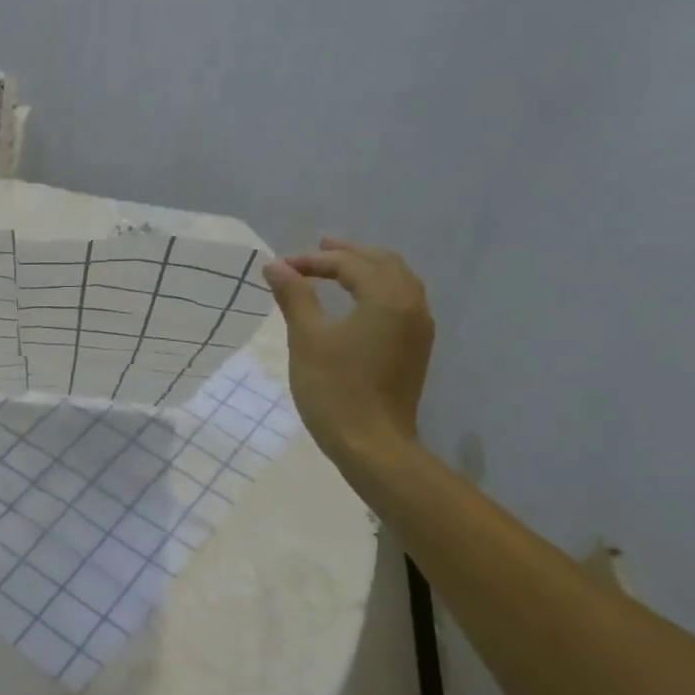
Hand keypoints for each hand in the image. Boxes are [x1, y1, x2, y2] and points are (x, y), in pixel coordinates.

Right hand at [263, 239, 434, 466]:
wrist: (372, 445)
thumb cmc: (335, 390)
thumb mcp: (307, 339)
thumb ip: (294, 296)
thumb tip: (275, 266)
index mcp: (387, 297)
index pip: (350, 263)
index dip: (313, 261)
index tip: (280, 267)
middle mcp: (412, 304)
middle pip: (382, 263)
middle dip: (348, 254)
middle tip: (317, 249)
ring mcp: (418, 328)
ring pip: (396, 282)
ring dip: (365, 270)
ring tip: (337, 270)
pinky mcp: (415, 349)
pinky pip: (400, 303)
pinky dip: (377, 291)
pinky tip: (357, 302)